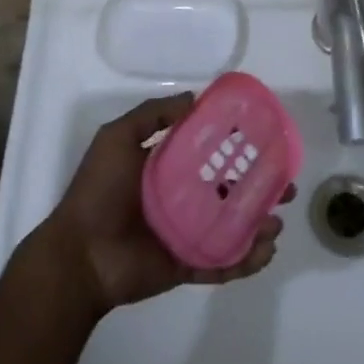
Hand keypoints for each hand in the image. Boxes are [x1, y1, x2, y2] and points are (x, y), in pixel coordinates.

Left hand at [40, 93, 290, 313]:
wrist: (79, 254)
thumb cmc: (98, 191)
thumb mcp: (117, 139)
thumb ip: (152, 115)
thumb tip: (193, 97)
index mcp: (165, 169)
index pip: (208, 153)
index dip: (236, 147)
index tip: (264, 141)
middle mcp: (180, 199)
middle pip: (228, 190)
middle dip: (259, 188)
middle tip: (284, 184)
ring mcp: (185, 235)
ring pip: (232, 227)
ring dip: (259, 224)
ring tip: (276, 221)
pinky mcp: (186, 266)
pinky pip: (222, 263)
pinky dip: (246, 260)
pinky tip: (266, 250)